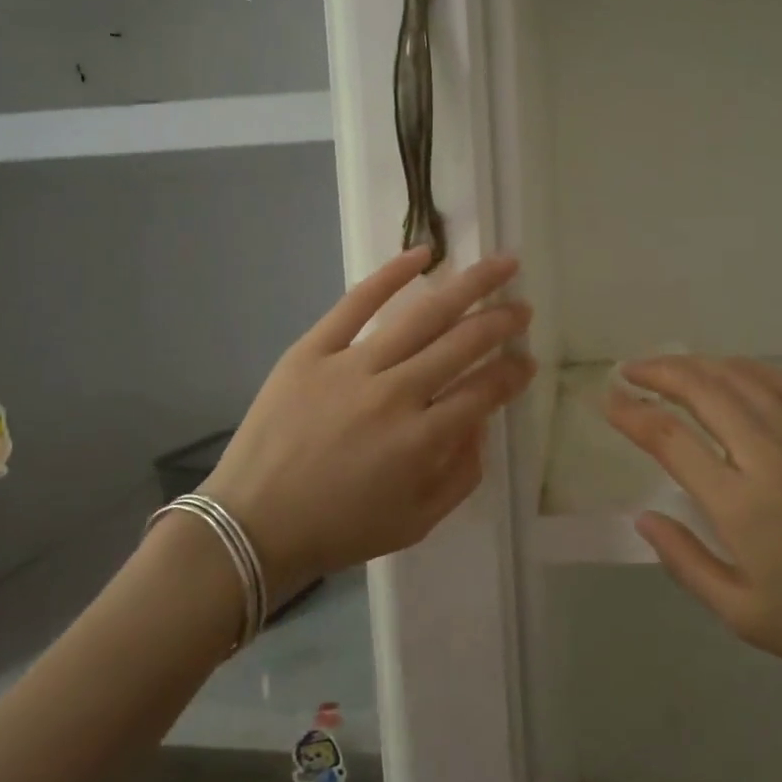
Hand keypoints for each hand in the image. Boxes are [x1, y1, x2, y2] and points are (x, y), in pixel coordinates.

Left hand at [198, 246, 534, 599]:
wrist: (253, 523)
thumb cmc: (340, 528)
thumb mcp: (417, 521)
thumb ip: (462, 474)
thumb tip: (482, 422)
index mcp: (421, 440)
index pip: (483, 391)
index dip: (513, 373)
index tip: (527, 361)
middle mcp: (394, 394)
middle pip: (462, 344)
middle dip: (501, 323)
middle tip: (522, 308)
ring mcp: (351, 366)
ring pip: (422, 315)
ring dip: (468, 286)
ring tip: (500, 265)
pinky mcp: (313, 349)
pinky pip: (356, 303)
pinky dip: (391, 274)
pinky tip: (423, 254)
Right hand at [606, 356, 781, 694]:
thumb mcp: (743, 614)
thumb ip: (686, 561)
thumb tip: (643, 517)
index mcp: (740, 503)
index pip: (669, 438)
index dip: (632, 414)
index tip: (608, 402)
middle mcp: (769, 456)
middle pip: (701, 391)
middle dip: (657, 373)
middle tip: (630, 371)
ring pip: (741, 379)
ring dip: (698, 365)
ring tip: (670, 366)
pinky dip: (751, 368)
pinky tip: (734, 370)